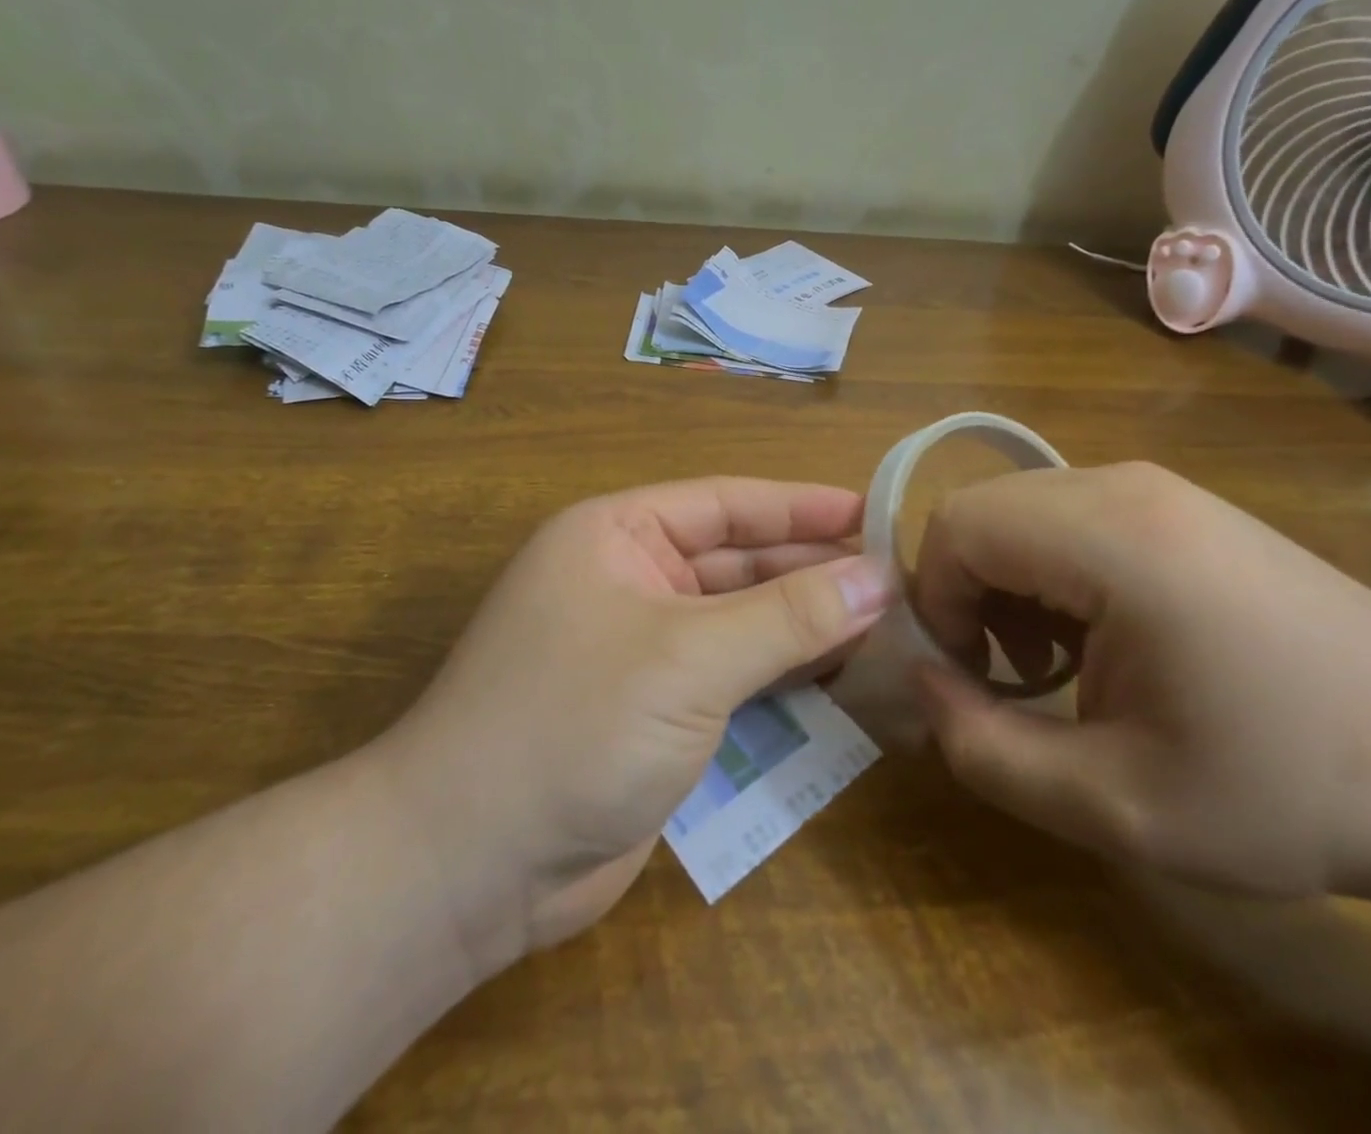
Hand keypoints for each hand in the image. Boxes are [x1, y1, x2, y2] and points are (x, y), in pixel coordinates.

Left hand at [393, 478, 894, 971]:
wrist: (471, 865)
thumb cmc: (575, 724)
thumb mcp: (690, 658)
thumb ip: (789, 616)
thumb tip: (878, 578)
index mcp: (618, 534)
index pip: (727, 504)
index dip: (803, 508)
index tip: (877, 515)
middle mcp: (629, 580)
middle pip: (740, 563)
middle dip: (813, 573)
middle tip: (899, 583)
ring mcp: (643, 650)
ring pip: (741, 623)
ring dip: (805, 628)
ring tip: (888, 628)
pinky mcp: (657, 712)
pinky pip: (733, 678)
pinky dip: (782, 677)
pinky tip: (841, 680)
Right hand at [909, 462, 1370, 901]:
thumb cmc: (1288, 792)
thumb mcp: (1117, 805)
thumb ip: (984, 749)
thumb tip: (922, 682)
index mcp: (1114, 537)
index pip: (957, 526)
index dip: (936, 600)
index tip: (973, 678)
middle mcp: (1128, 485)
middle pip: (983, 510)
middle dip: (966, 591)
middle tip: (1009, 673)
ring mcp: (1161, 489)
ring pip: (1021, 510)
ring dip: (1006, 582)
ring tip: (1054, 662)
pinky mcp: (1182, 507)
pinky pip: (1068, 516)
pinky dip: (1049, 571)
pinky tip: (1100, 637)